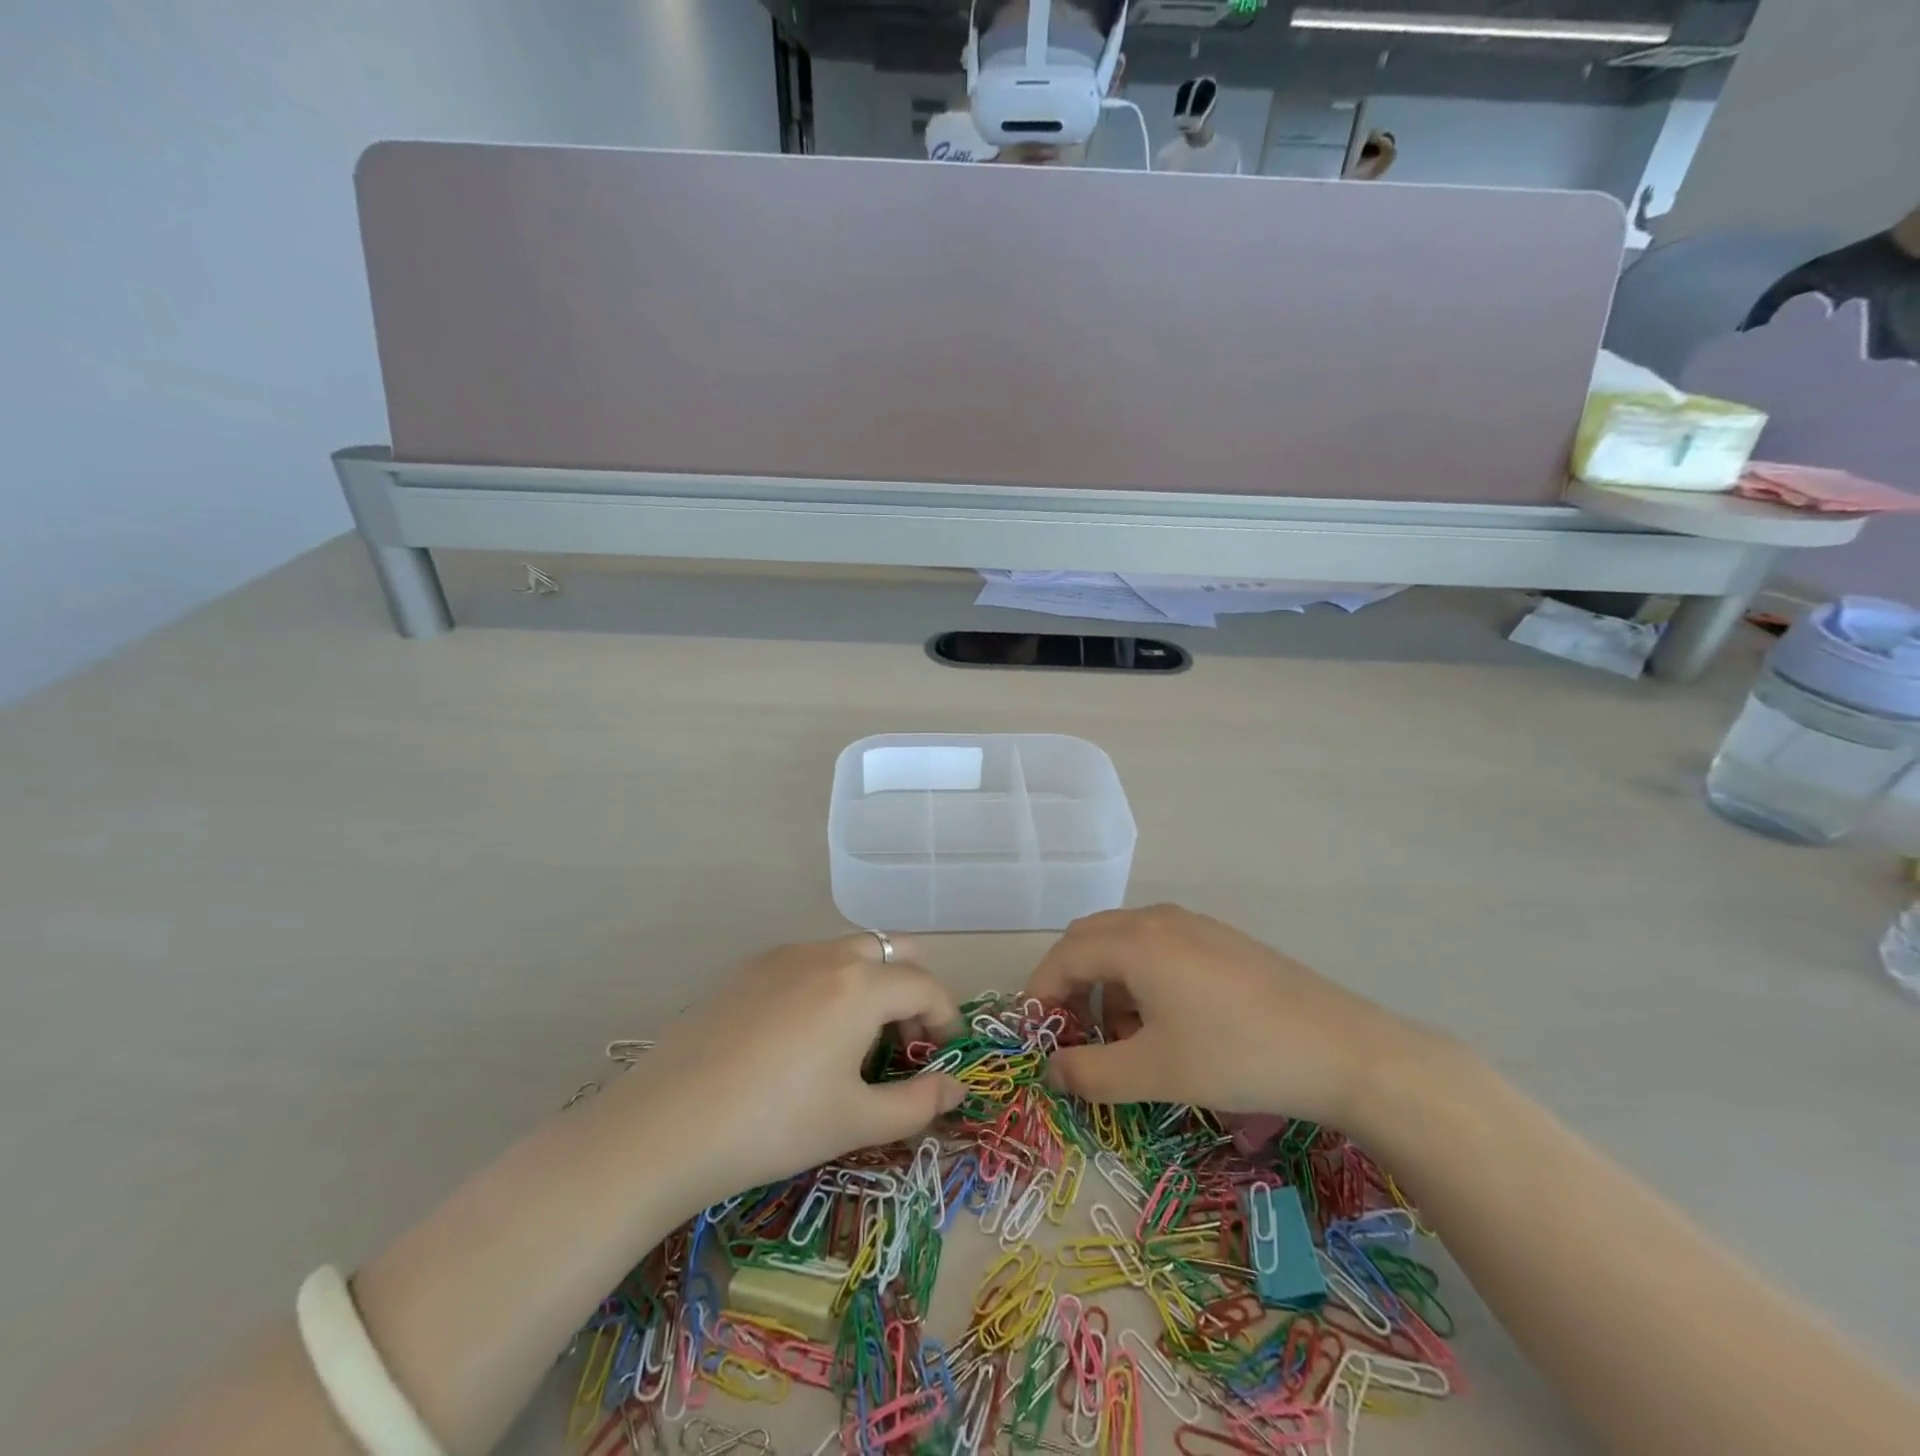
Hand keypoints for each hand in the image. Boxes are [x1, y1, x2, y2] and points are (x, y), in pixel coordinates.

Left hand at [613, 935, 964, 1211]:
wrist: (667, 1124)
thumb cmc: (775, 1124)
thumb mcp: (855, 1121)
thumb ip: (918, 1103)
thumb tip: (957, 1090)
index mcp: (861, 985)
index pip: (926, 986)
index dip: (945, 1018)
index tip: (942, 1055)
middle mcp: (827, 955)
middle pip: (892, 952)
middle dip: (910, 990)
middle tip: (901, 1042)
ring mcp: (783, 956)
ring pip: (848, 952)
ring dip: (870, 984)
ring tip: (853, 1041)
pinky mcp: (747, 969)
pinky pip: (808, 962)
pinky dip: (828, 985)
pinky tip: (802, 1037)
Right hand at [1023, 905, 1431, 1129]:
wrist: (1341, 1049)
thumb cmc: (1235, 1057)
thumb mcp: (1154, 1073)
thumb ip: (1090, 1073)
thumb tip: (1052, 1070)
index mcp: (1133, 941)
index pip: (1063, 956)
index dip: (1040, 993)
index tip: (1036, 1036)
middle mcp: (1156, 919)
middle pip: (1089, 939)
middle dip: (1069, 983)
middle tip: (1072, 1034)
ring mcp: (1193, 924)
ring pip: (1124, 942)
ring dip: (1106, 982)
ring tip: (1122, 1037)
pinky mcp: (1220, 939)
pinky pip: (1158, 946)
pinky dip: (1139, 977)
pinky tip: (1165, 1021)